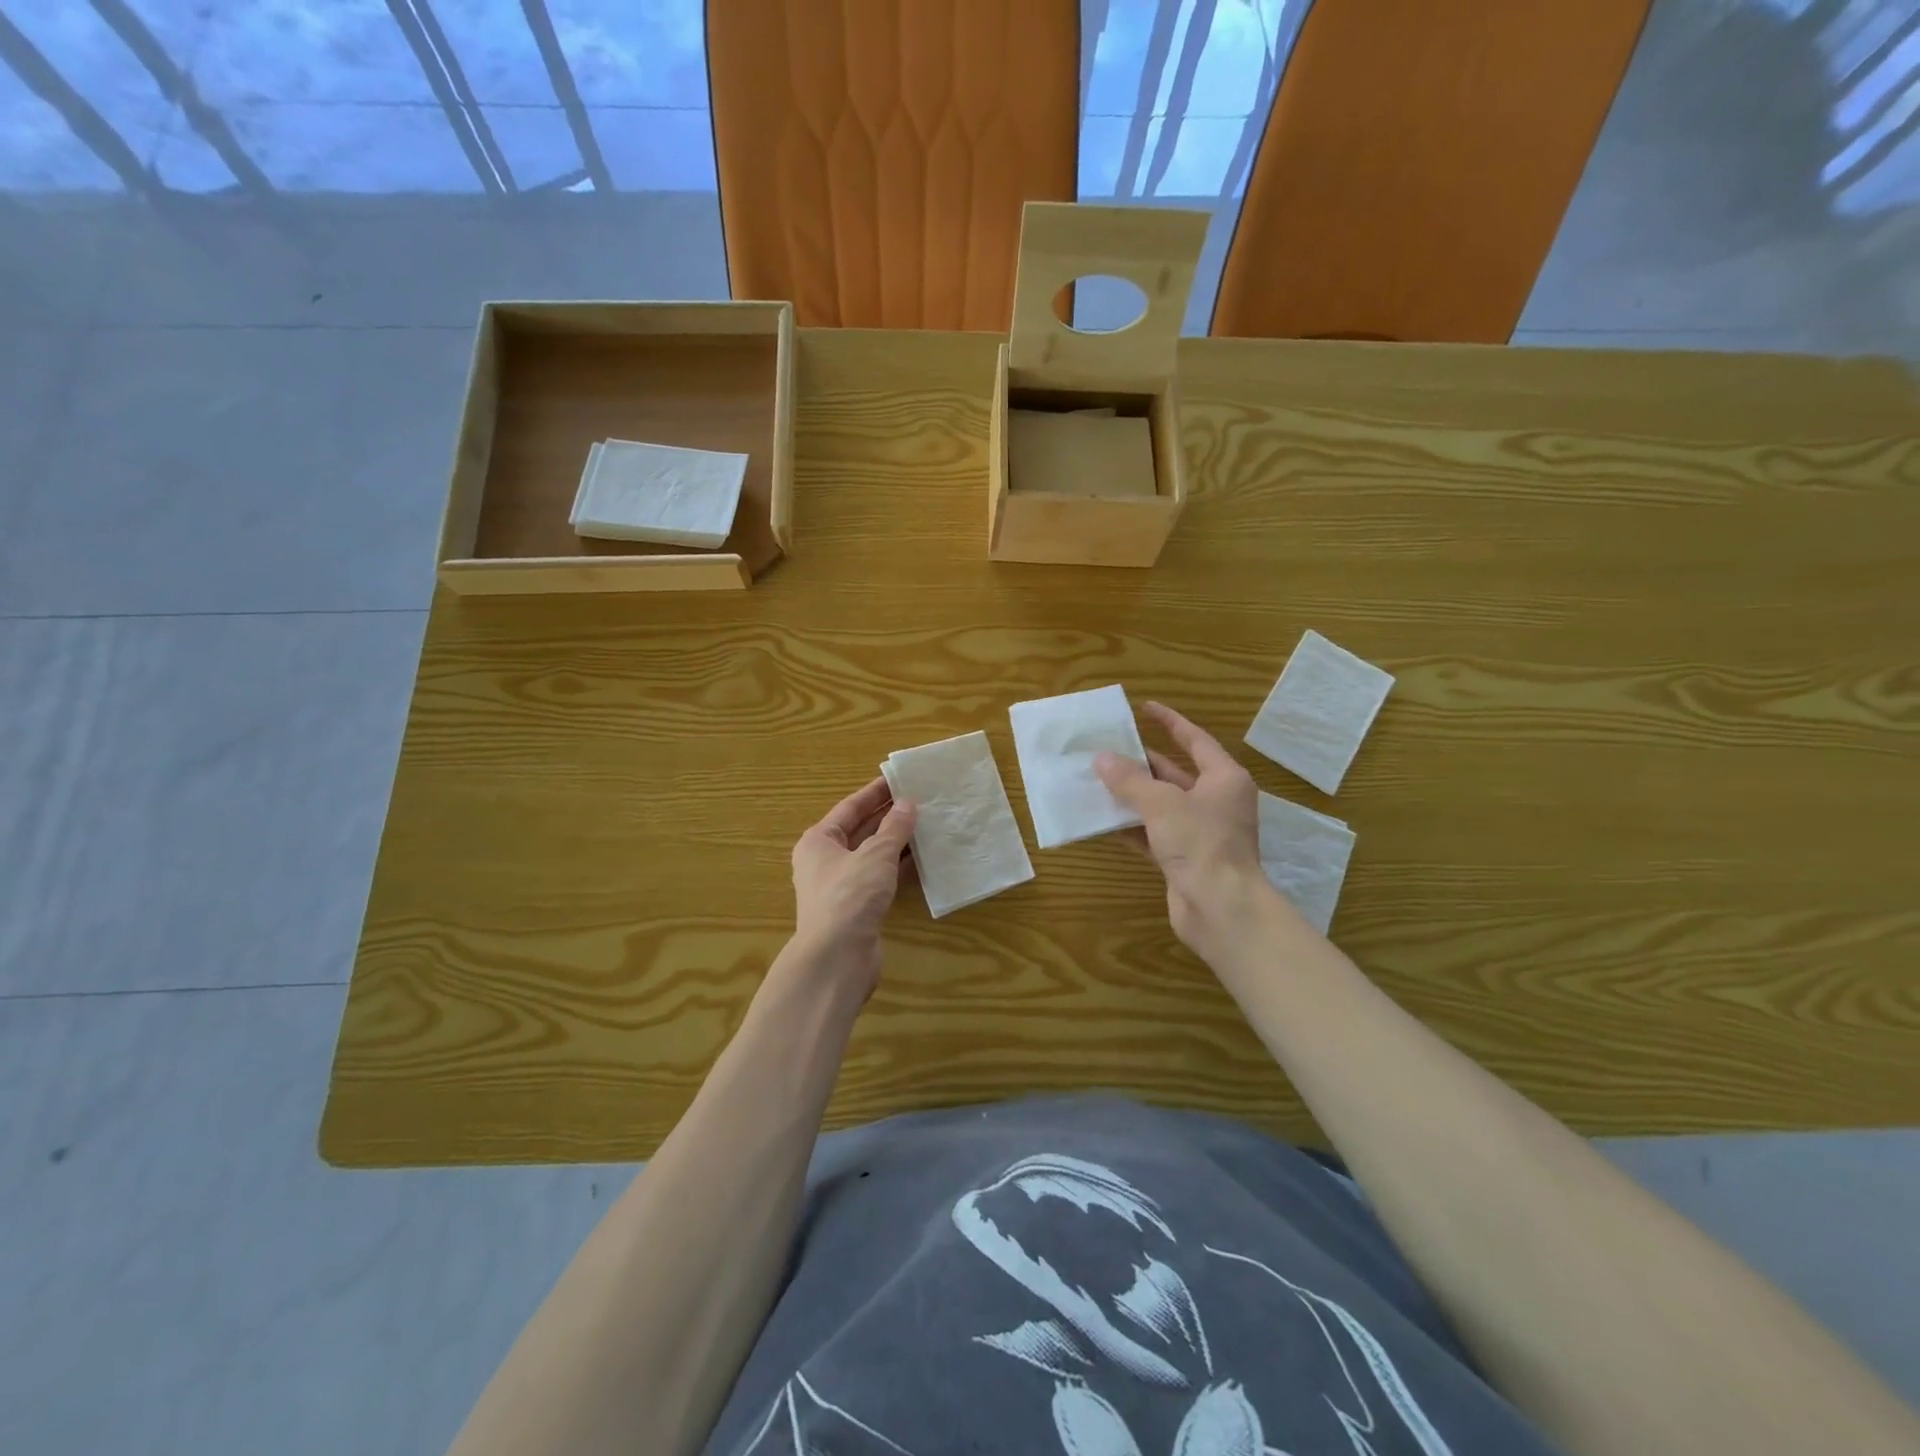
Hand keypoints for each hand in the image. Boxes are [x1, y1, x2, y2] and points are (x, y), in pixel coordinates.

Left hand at [788, 776, 916, 1001]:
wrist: (837, 958)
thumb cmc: (850, 896)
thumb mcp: (875, 855)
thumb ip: (894, 828)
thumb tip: (907, 804)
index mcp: (819, 841)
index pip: (850, 807)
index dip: (875, 792)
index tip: (899, 779)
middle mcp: (826, 861)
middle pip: (861, 830)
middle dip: (889, 816)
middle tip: (920, 799)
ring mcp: (842, 886)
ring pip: (872, 856)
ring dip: (897, 842)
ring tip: (927, 824)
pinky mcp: (858, 908)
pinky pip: (881, 878)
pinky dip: (899, 868)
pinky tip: (924, 859)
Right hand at [1095, 702, 1273, 957]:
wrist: (1221, 909)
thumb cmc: (1200, 844)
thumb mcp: (1162, 804)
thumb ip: (1130, 780)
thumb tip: (1102, 759)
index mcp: (1223, 779)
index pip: (1195, 740)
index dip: (1170, 722)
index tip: (1144, 708)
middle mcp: (1215, 802)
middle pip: (1174, 773)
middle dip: (1142, 763)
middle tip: (1107, 749)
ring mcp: (1201, 833)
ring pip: (1161, 805)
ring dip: (1132, 796)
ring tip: (1097, 780)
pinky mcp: (1185, 859)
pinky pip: (1154, 834)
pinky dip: (1131, 827)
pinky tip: (1103, 821)